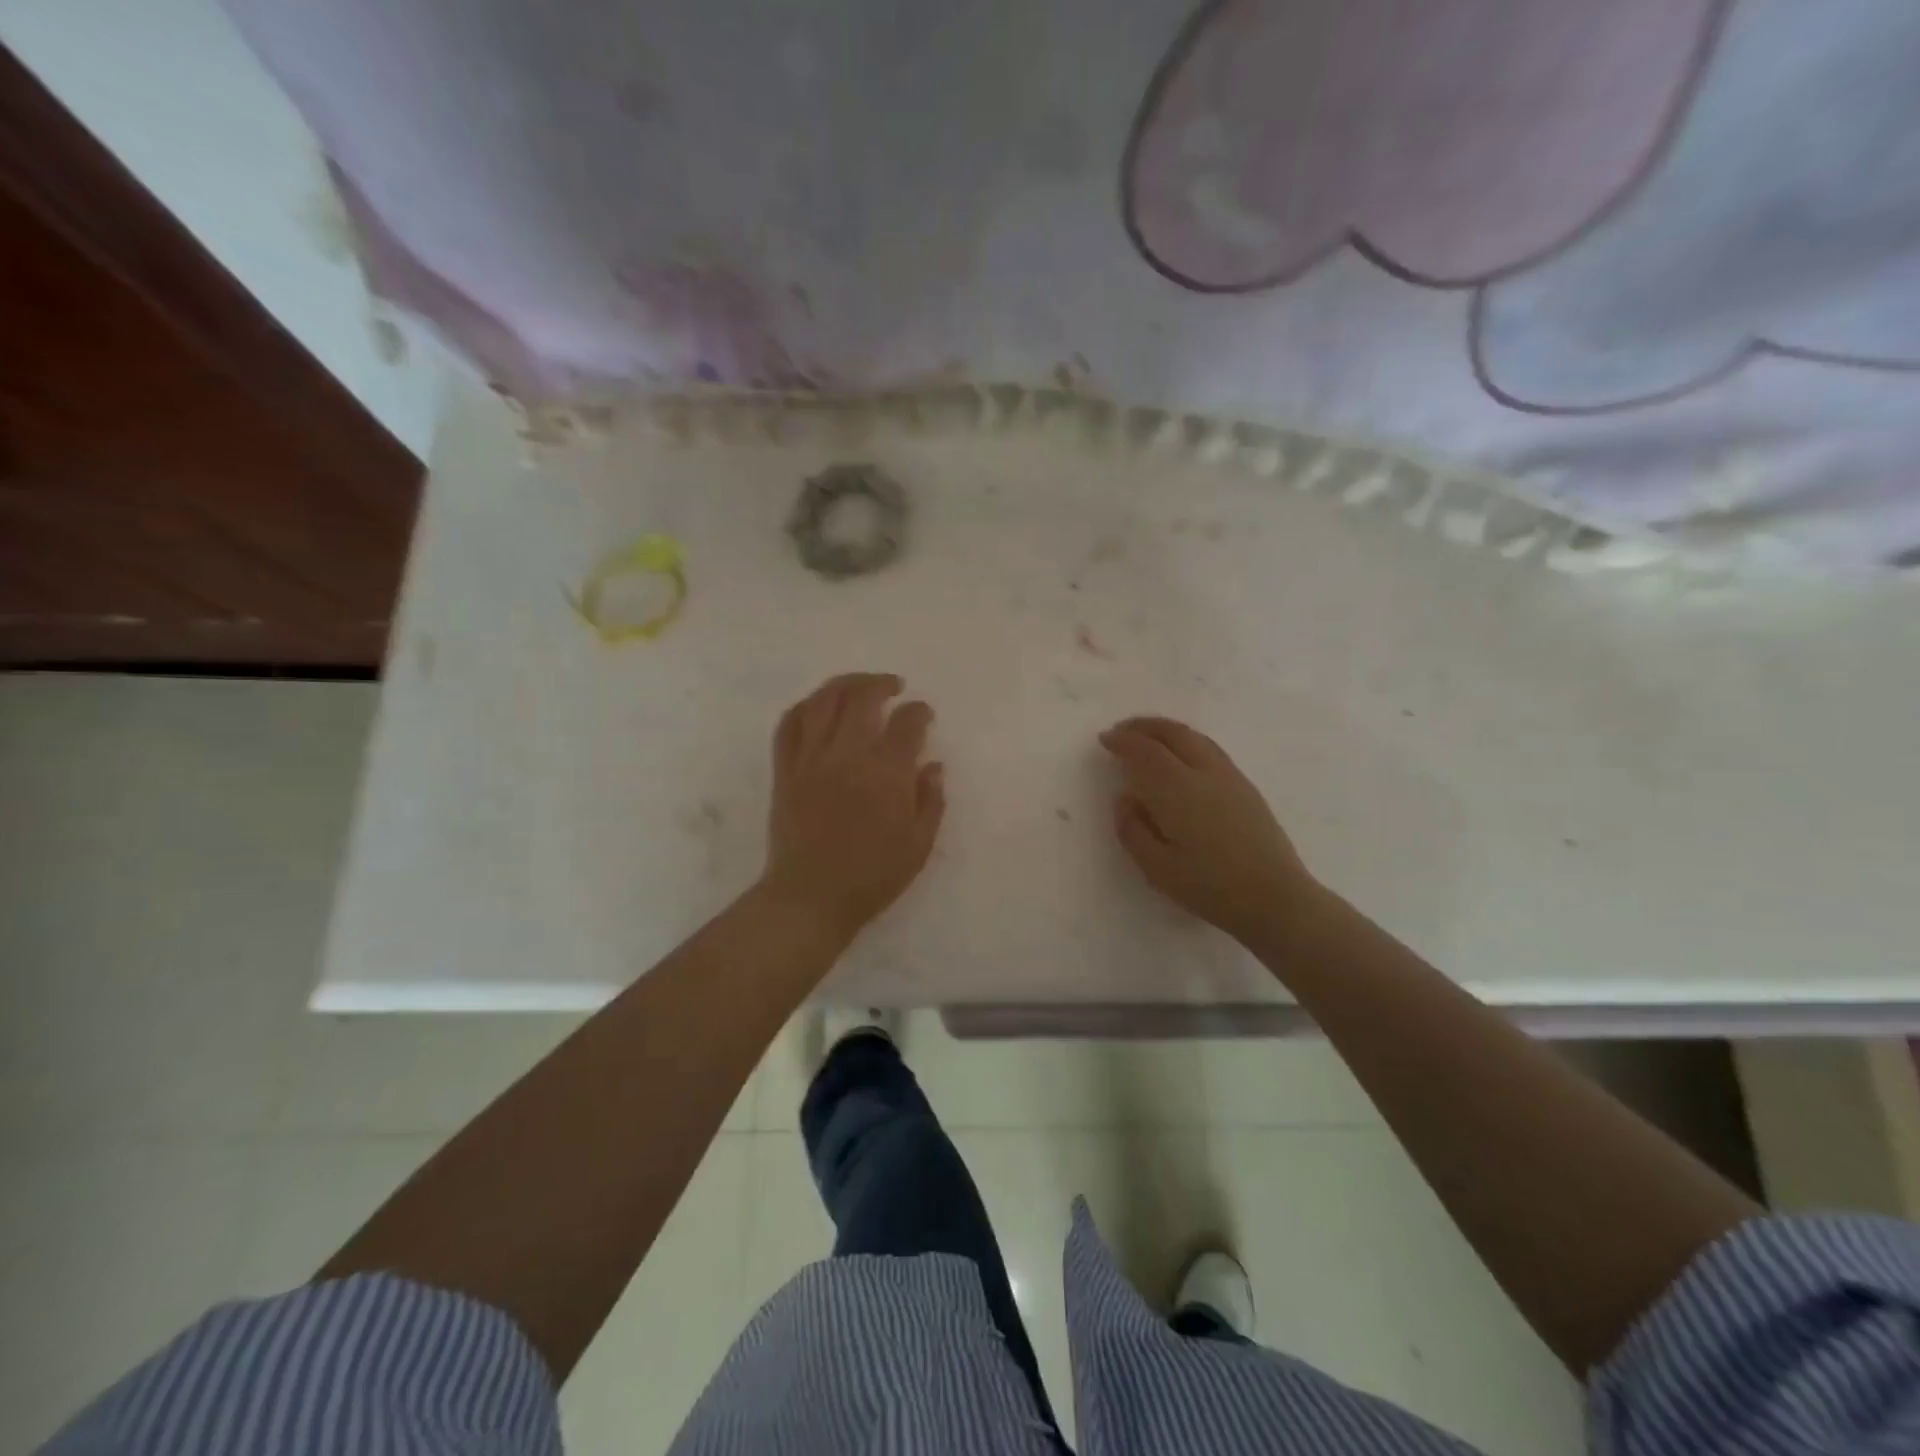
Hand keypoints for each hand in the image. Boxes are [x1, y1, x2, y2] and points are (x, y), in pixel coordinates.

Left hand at [763, 673, 945, 942]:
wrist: (811, 897)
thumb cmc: (872, 876)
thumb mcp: (918, 845)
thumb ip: (930, 800)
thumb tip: (933, 765)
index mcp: (886, 772)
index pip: (906, 722)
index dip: (919, 711)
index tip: (924, 714)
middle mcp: (847, 755)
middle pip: (861, 697)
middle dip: (881, 684)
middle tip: (894, 687)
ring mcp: (811, 759)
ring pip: (822, 701)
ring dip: (843, 684)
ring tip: (858, 685)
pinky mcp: (785, 771)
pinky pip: (788, 725)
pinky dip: (804, 707)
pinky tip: (817, 707)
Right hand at [1100, 716, 1316, 945]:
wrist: (1276, 899)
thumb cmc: (1210, 888)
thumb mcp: (1157, 868)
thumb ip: (1133, 829)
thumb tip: (1125, 798)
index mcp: (1177, 790)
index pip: (1145, 751)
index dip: (1123, 741)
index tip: (1105, 739)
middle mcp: (1205, 772)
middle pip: (1173, 733)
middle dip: (1144, 726)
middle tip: (1123, 730)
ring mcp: (1230, 777)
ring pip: (1195, 737)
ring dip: (1167, 730)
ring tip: (1149, 737)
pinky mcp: (1246, 788)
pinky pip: (1210, 749)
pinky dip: (1187, 741)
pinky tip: (1182, 757)